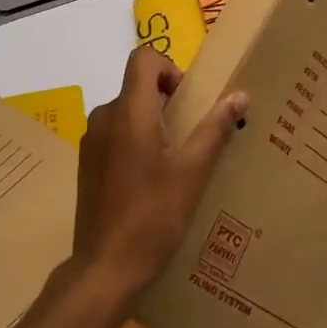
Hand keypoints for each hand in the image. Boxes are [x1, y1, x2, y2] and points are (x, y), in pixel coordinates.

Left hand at [71, 48, 247, 306]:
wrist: (104, 269)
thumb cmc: (152, 217)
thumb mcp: (192, 174)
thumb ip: (215, 130)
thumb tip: (239, 95)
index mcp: (128, 112)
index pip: (143, 58)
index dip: (169, 67)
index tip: (187, 99)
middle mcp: (104, 117)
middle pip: (136, 86)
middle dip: (166, 99)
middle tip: (191, 134)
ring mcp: (91, 141)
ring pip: (126, 112)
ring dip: (151, 123)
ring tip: (175, 161)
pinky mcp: (87, 164)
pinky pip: (114, 134)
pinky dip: (135, 142)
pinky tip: (151, 181)